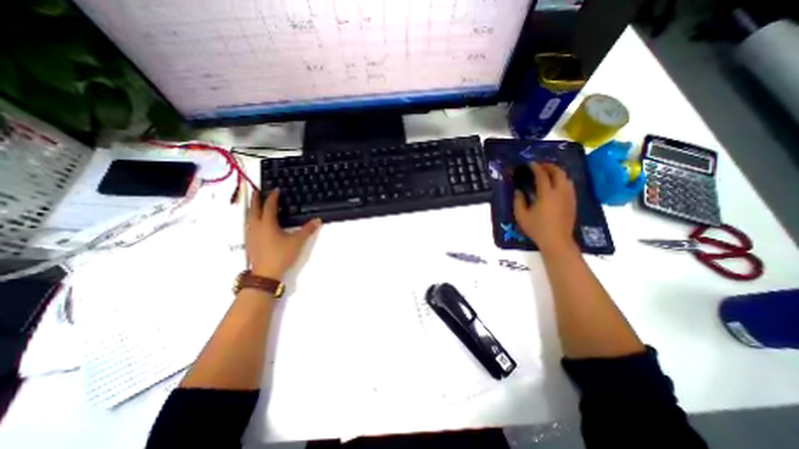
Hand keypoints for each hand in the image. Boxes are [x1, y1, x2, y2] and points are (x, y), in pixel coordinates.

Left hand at [245, 189, 320, 279]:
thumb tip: (318, 220)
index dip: (273, 197)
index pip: (269, 206)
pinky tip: (254, 222)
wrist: (265, 273)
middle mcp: (256, 226)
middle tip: (257, 191)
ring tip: (255, 204)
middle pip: (254, 209)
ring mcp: (250, 234)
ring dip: (251, 208)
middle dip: (256, 199)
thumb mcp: (297, 241)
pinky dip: (251, 218)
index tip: (276, 190)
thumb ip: (307, 230)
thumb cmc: (281, 255)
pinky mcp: (249, 242)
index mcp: (267, 223)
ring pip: (248, 217)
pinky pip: (248, 224)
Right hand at [514, 163, 577, 253]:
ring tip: (548, 173)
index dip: (536, 168)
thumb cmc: (537, 228)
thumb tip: (518, 191)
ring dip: (557, 172)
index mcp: (546, 194)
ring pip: (566, 178)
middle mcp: (560, 192)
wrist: (557, 240)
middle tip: (540, 166)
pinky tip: (556, 185)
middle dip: (549, 166)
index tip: (530, 164)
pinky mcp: (573, 202)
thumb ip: (518, 201)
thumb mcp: (521, 216)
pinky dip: (563, 180)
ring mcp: (569, 197)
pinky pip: (570, 185)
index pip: (542, 175)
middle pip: (558, 172)